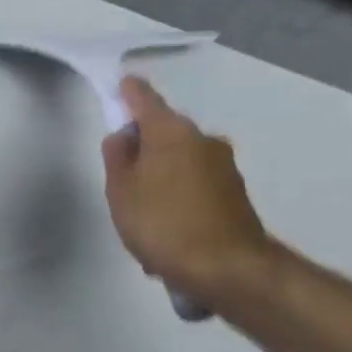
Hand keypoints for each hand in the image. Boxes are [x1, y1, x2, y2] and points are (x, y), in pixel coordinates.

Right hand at [100, 77, 274, 302]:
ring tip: (144, 220)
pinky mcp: (234, 193)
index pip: (146, 100)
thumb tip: (123, 137)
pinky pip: (195, 187)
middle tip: (122, 180)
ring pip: (180, 163)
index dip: (130, 92)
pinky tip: (167, 233)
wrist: (227, 267)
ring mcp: (223, 166)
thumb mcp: (121, 192)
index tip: (122, 84)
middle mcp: (203, 140)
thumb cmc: (163, 224)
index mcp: (171, 133)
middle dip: (144, 149)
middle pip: (165, 133)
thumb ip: (117, 159)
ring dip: (161, 180)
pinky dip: (178, 200)